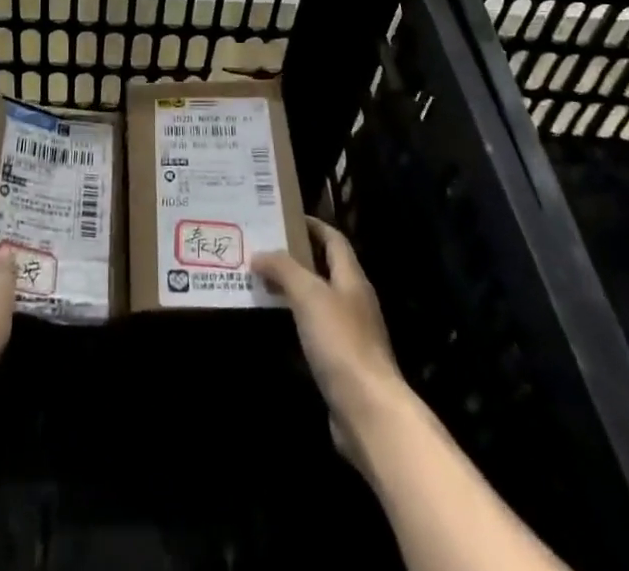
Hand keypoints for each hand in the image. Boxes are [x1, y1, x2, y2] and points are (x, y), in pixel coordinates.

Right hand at [253, 219, 407, 452]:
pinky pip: (315, 329)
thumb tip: (259, 254)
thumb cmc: (341, 342)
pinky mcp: (342, 362)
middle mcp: (354, 301)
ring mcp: (350, 334)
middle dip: (296, 257)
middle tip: (263, 248)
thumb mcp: (308, 294)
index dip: (312, 225)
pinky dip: (295, 320)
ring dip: (293, 289)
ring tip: (261, 281)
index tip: (284, 217)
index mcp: (351, 278)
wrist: (369, 412)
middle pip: (325, 268)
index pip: (334, 239)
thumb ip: (283, 269)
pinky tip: (275, 323)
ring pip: (318, 300)